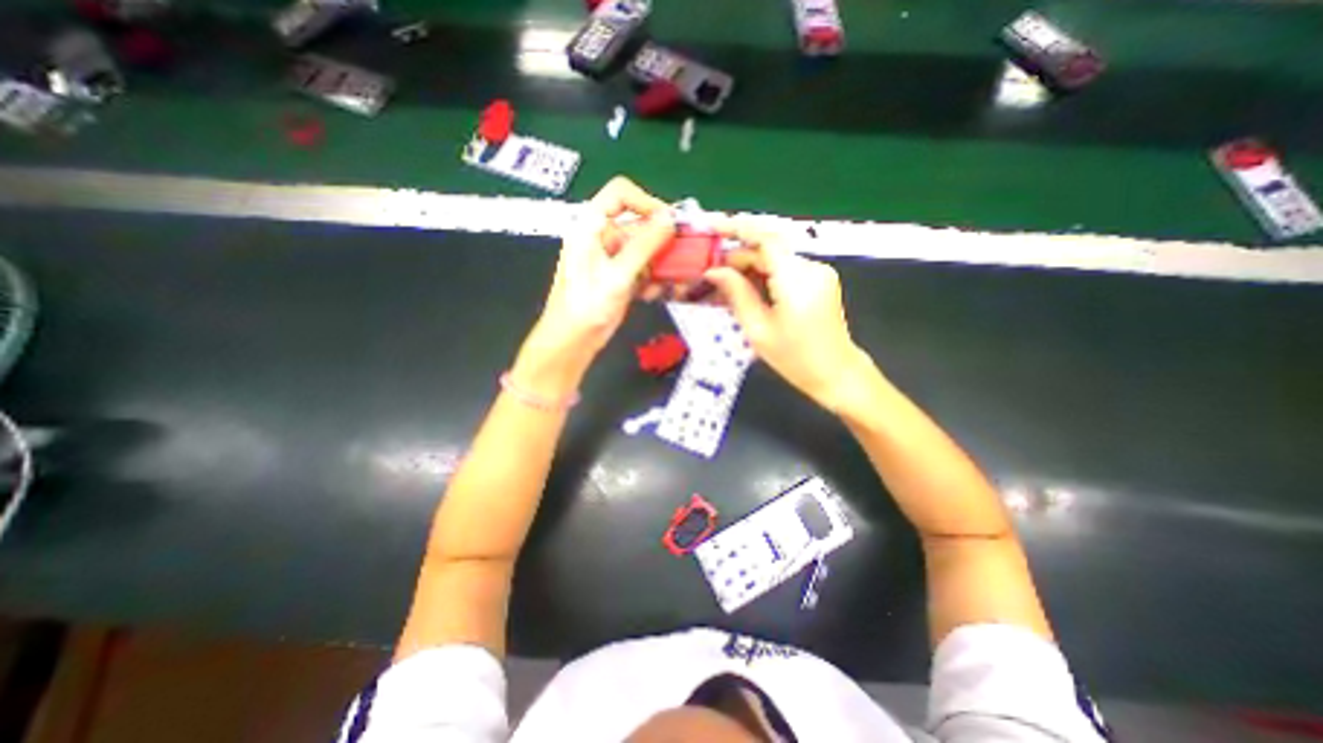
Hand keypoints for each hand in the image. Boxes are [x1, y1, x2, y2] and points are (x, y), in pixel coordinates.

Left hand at [531, 177, 672, 356]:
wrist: (572, 340)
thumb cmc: (587, 306)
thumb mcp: (618, 274)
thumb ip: (644, 245)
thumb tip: (669, 219)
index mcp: (591, 226)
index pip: (620, 195)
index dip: (646, 202)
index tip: (669, 222)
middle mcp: (602, 237)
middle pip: (638, 224)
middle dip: (660, 241)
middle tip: (680, 255)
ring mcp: (611, 258)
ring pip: (644, 248)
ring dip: (658, 263)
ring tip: (666, 281)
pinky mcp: (619, 276)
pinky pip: (642, 268)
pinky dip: (651, 278)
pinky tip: (651, 293)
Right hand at [702, 216, 870, 412]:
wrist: (836, 374)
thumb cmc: (795, 359)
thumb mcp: (758, 329)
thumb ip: (736, 294)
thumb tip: (713, 270)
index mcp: (797, 279)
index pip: (765, 239)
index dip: (737, 228)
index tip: (711, 227)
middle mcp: (811, 267)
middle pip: (768, 250)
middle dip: (736, 258)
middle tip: (709, 274)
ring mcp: (818, 272)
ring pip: (774, 259)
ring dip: (748, 268)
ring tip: (722, 286)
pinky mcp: (818, 280)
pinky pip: (784, 270)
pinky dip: (762, 276)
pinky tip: (745, 290)